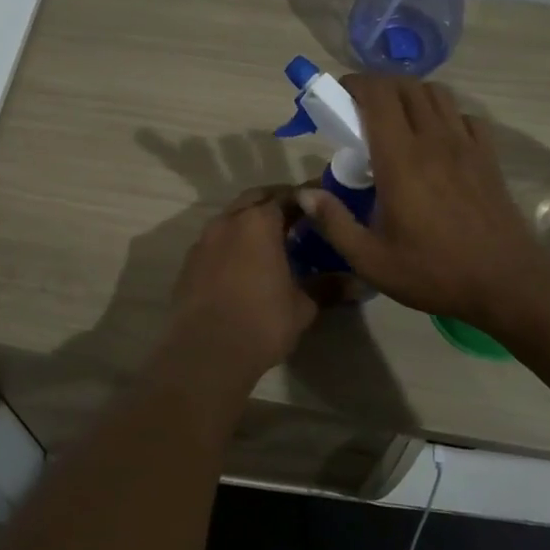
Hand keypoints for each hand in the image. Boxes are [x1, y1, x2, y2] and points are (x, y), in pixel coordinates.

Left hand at [165, 186, 320, 380]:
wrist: (205, 353)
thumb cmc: (262, 321)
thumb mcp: (303, 306)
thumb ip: (328, 287)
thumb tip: (360, 283)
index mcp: (258, 222)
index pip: (287, 196)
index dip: (307, 198)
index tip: (323, 204)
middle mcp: (228, 221)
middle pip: (255, 199)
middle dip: (276, 203)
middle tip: (299, 218)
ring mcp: (203, 241)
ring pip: (231, 219)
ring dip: (251, 223)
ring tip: (272, 243)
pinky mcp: (189, 264)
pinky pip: (215, 242)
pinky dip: (232, 244)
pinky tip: (244, 266)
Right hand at [296, 76, 549, 330]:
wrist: (508, 282)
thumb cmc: (434, 272)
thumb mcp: (372, 260)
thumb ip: (334, 223)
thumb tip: (305, 195)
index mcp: (400, 159)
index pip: (378, 96)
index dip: (355, 84)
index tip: (338, 96)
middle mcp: (433, 140)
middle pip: (406, 86)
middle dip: (379, 86)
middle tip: (360, 109)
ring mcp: (466, 144)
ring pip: (437, 93)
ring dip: (411, 95)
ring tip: (396, 119)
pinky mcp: (488, 156)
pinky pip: (464, 116)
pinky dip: (445, 115)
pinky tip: (437, 139)